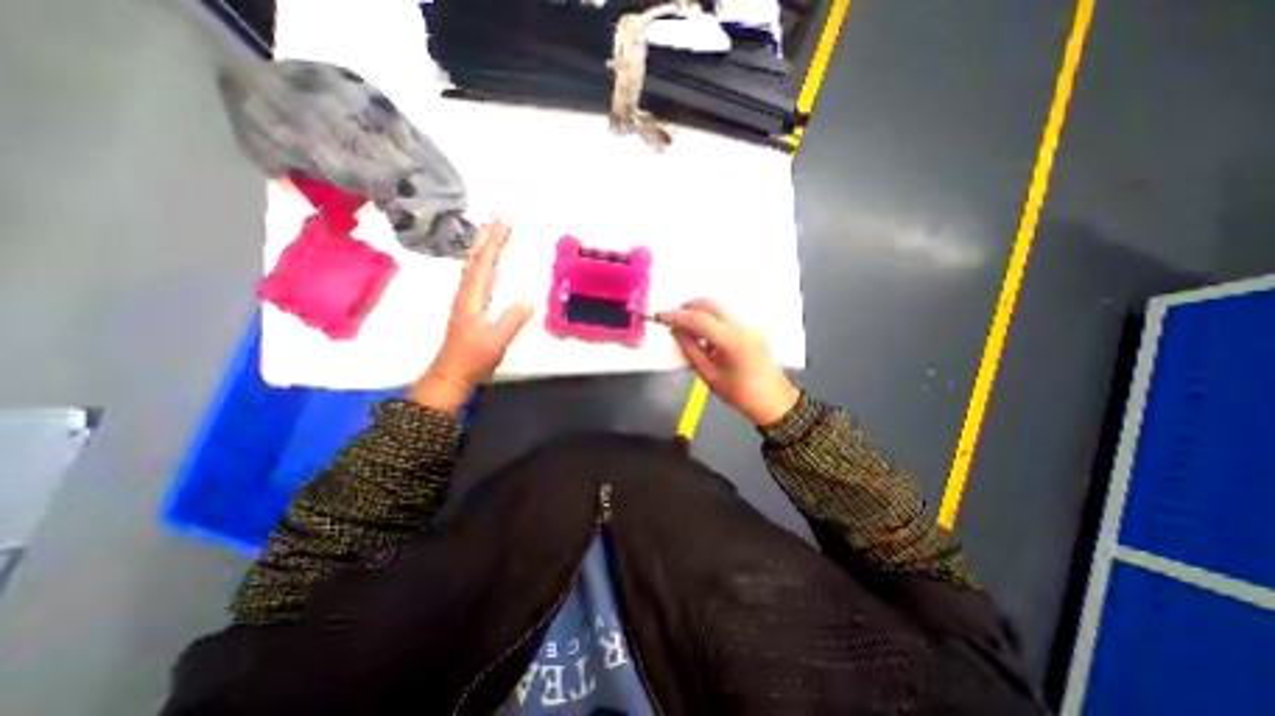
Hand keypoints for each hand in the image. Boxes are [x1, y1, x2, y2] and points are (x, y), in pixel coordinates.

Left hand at [413, 217, 533, 412]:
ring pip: (474, 266)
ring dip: (483, 246)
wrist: (452, 372)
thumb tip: (528, 300)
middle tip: (497, 218)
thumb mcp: (496, 340)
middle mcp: (466, 293)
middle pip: (475, 259)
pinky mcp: (469, 306)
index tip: (505, 224)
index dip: (494, 243)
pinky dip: (482, 262)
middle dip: (487, 237)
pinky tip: (488, 263)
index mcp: (472, 297)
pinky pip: (476, 276)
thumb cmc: (474, 357)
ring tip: (492, 232)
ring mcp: (466, 299)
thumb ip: (511, 320)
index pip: (484, 264)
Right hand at [657, 299, 794, 427]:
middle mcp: (742, 326)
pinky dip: (709, 320)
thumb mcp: (709, 375)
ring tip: (686, 331)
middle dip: (686, 308)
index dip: (676, 315)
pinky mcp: (750, 328)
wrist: (774, 400)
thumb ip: (690, 350)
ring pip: (716, 308)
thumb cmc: (742, 393)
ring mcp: (748, 325)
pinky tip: (703, 336)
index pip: (698, 318)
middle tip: (671, 320)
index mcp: (731, 340)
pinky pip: (725, 317)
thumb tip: (676, 332)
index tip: (660, 316)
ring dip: (698, 314)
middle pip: (708, 304)